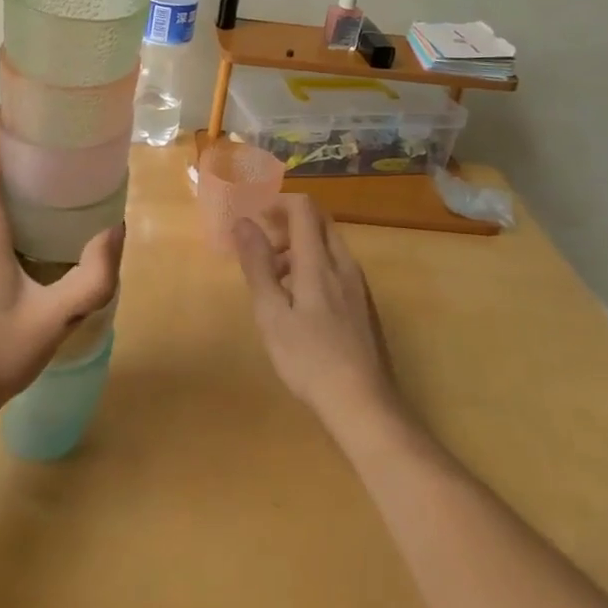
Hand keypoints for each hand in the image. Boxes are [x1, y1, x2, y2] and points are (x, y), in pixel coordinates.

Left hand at [0, 122, 122, 429]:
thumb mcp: (55, 317)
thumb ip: (93, 276)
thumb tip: (116, 229)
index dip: (4, 125)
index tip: (40, 115)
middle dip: (18, 146)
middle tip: (63, 144)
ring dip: (12, 174)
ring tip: (57, 176)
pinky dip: (6, 200)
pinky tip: (39, 223)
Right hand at [233, 196, 402, 439]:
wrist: (364, 405)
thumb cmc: (310, 358)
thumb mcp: (271, 313)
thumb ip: (257, 265)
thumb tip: (243, 222)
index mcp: (319, 261)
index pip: (304, 208)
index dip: (278, 203)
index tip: (255, 218)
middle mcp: (343, 264)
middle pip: (318, 222)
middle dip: (287, 224)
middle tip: (260, 247)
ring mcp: (358, 285)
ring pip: (328, 246)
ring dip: (298, 248)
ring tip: (273, 280)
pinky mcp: (363, 305)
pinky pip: (336, 267)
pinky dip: (313, 267)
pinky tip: (298, 303)